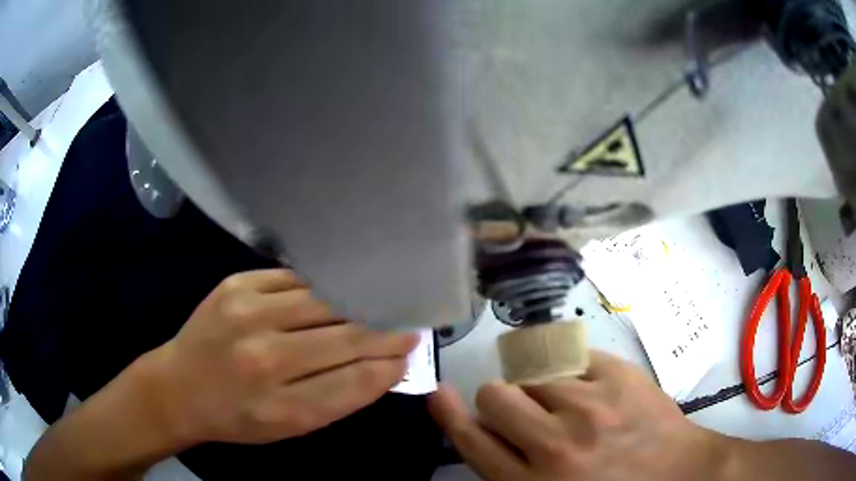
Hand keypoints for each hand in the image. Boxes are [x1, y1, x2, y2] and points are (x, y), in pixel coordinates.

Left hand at [148, 269, 418, 445]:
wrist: (179, 386)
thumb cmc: (236, 417)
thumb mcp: (289, 427)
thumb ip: (338, 399)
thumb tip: (385, 367)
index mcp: (280, 406)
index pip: (354, 381)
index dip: (389, 365)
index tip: (411, 352)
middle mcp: (264, 356)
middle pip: (344, 337)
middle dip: (384, 333)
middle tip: (407, 327)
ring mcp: (246, 312)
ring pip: (324, 302)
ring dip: (357, 305)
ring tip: (379, 305)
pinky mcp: (236, 284)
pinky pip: (295, 280)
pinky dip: (320, 288)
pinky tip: (335, 293)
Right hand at [429, 351, 726, 480]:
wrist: (680, 475)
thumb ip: (515, 473)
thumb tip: (489, 436)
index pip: (474, 441)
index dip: (450, 415)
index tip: (441, 394)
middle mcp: (556, 443)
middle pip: (497, 397)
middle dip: (500, 401)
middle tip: (524, 412)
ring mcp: (591, 405)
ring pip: (535, 374)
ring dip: (540, 388)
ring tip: (566, 404)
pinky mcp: (621, 377)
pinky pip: (574, 359)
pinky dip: (574, 373)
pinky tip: (591, 389)